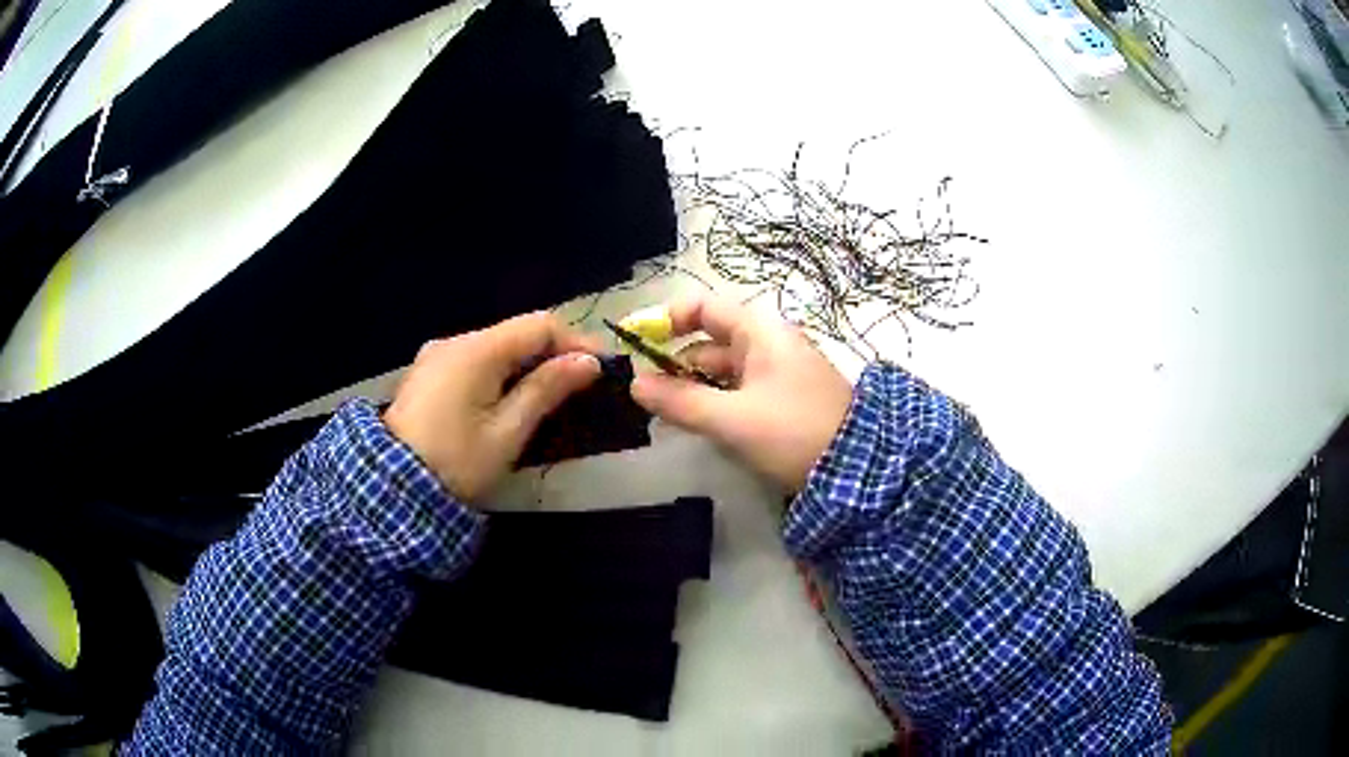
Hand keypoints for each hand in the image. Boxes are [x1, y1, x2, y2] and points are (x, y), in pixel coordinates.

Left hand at [384, 312, 602, 501]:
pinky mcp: (428, 373)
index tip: (601, 368)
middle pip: (516, 332)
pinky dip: (501, 372)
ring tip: (553, 393)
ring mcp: (437, 356)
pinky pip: (474, 360)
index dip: (575, 341)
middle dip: (552, 353)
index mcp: (476, 350)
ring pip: (495, 346)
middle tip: (582, 385)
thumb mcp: (507, 432)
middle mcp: (454, 341)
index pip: (538, 325)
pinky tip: (511, 397)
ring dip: (527, 363)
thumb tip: (588, 362)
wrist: (392, 488)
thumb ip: (547, 390)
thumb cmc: (456, 463)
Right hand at [629, 295, 852, 489]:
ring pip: (721, 372)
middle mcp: (767, 344)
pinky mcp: (782, 400)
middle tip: (645, 398)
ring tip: (665, 417)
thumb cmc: (793, 431)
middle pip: (708, 343)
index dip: (665, 321)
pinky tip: (698, 425)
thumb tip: (634, 385)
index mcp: (759, 332)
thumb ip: (681, 401)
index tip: (635, 345)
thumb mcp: (732, 419)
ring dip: (693, 389)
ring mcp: (777, 372)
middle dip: (674, 366)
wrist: (859, 469)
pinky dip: (715, 403)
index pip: (702, 308)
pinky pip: (738, 392)